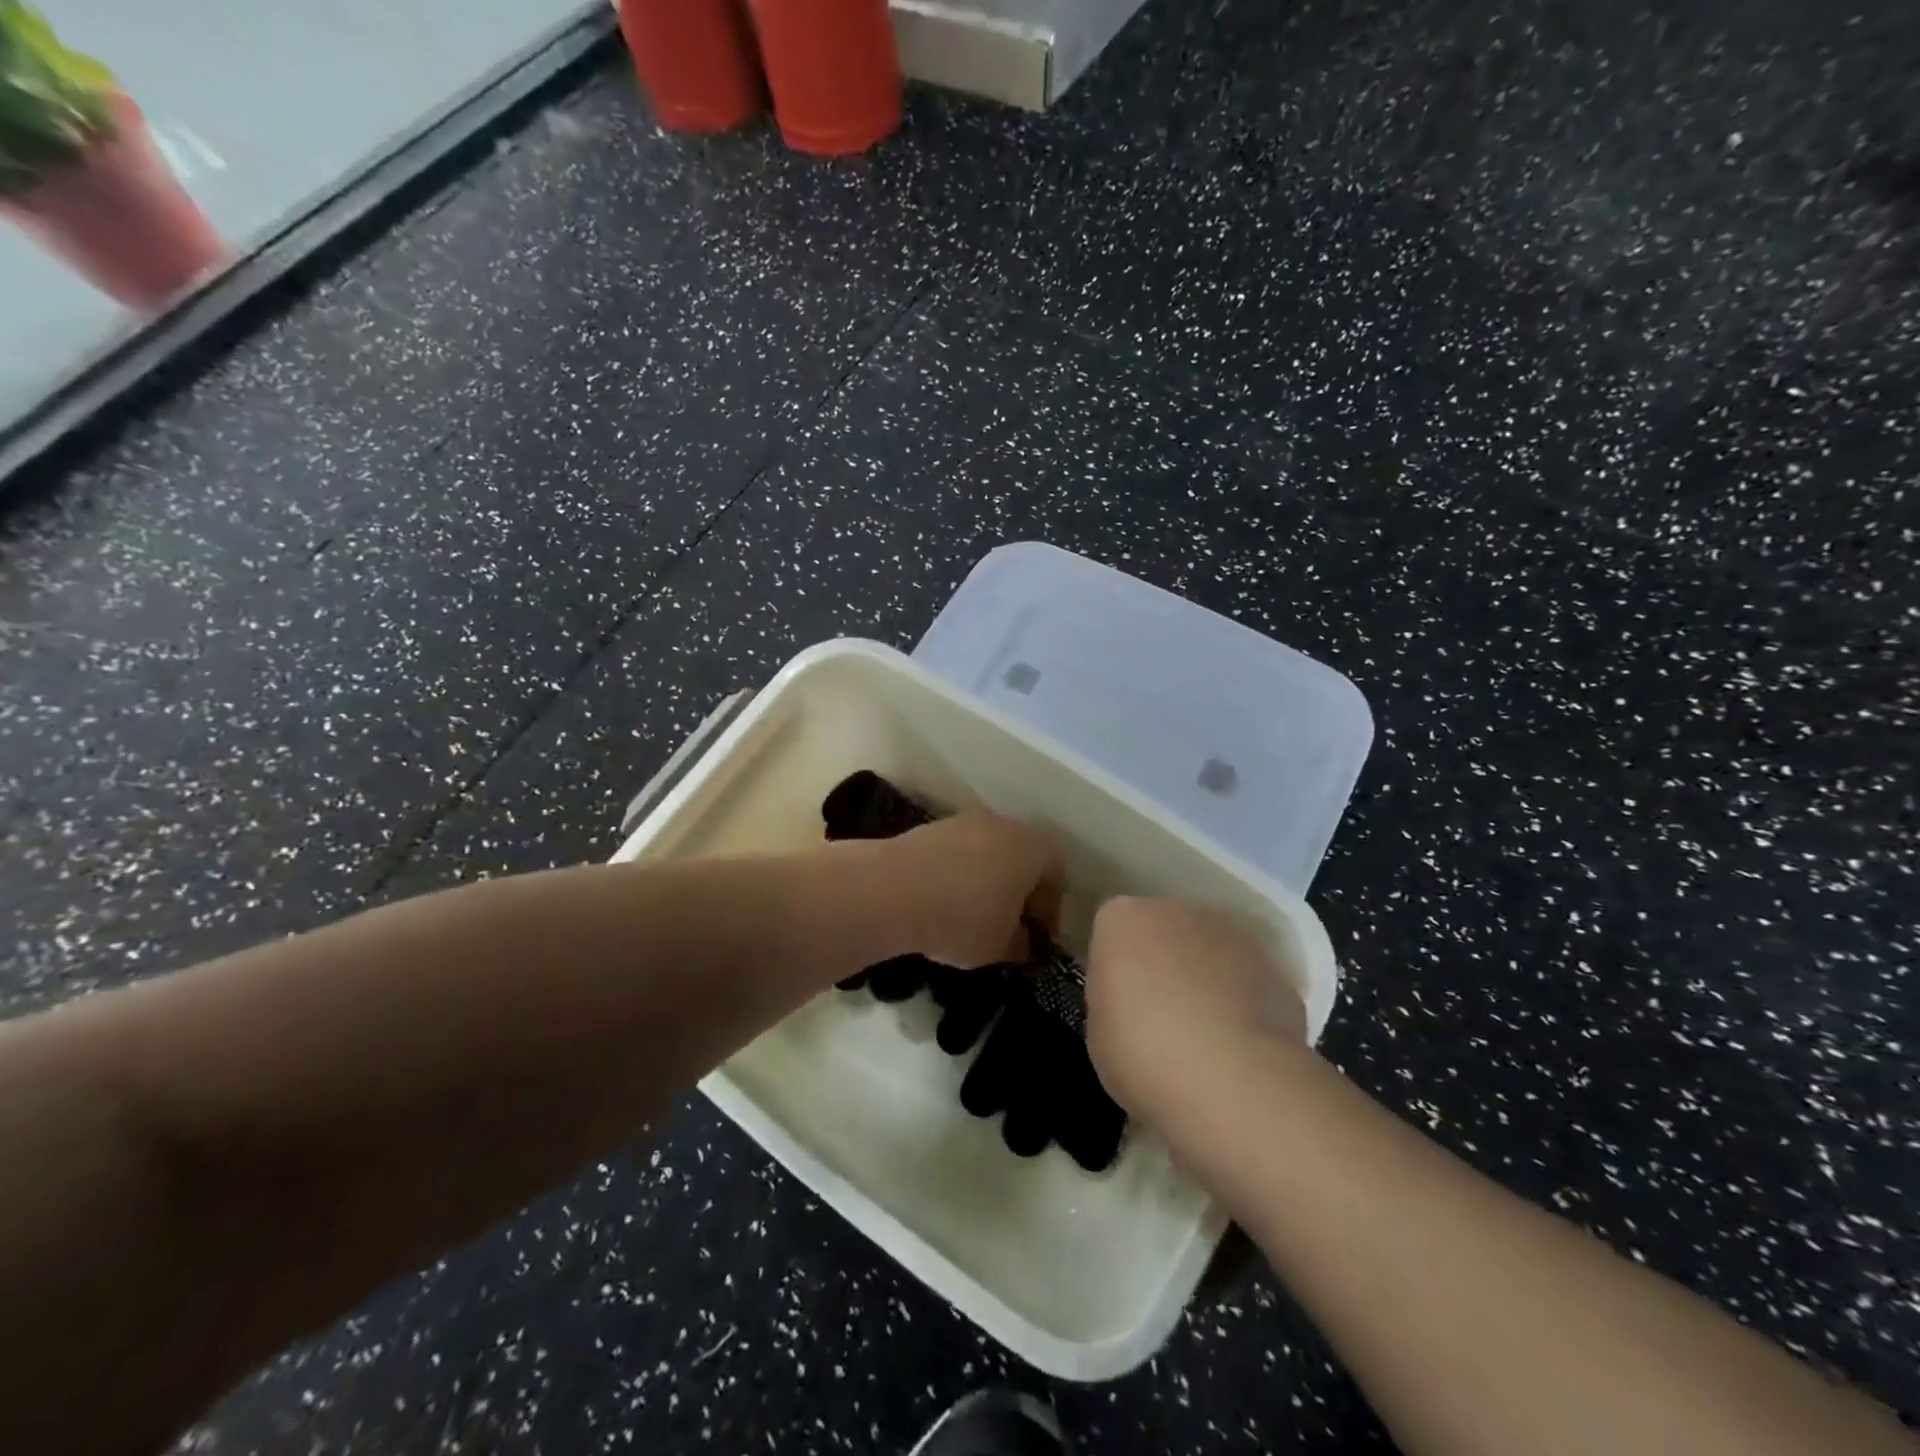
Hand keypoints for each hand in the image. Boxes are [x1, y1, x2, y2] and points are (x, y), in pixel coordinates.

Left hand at [876, 812, 1062, 967]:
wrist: (891, 889)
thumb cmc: (962, 918)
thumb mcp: (1001, 947)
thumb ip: (1021, 943)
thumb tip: (1022, 940)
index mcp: (1033, 848)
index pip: (1057, 874)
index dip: (1049, 909)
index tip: (1036, 937)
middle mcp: (1005, 825)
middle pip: (1023, 857)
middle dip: (1019, 891)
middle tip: (1009, 925)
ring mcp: (966, 821)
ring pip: (989, 853)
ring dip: (987, 881)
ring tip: (973, 916)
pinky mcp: (933, 827)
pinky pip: (959, 853)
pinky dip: (959, 874)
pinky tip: (944, 903)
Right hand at [1084, 897, 1307, 1115]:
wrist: (1232, 1079)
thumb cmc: (1142, 1052)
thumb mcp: (1097, 1033)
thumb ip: (1112, 1002)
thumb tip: (1131, 1003)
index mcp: (1123, 919)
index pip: (1112, 930)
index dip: (1115, 967)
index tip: (1117, 1003)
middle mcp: (1177, 911)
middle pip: (1164, 931)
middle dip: (1162, 964)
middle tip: (1158, 1017)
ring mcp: (1232, 935)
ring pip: (1209, 952)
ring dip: (1205, 980)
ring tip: (1205, 1039)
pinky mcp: (1275, 968)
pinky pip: (1247, 982)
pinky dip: (1244, 1006)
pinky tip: (1240, 1050)